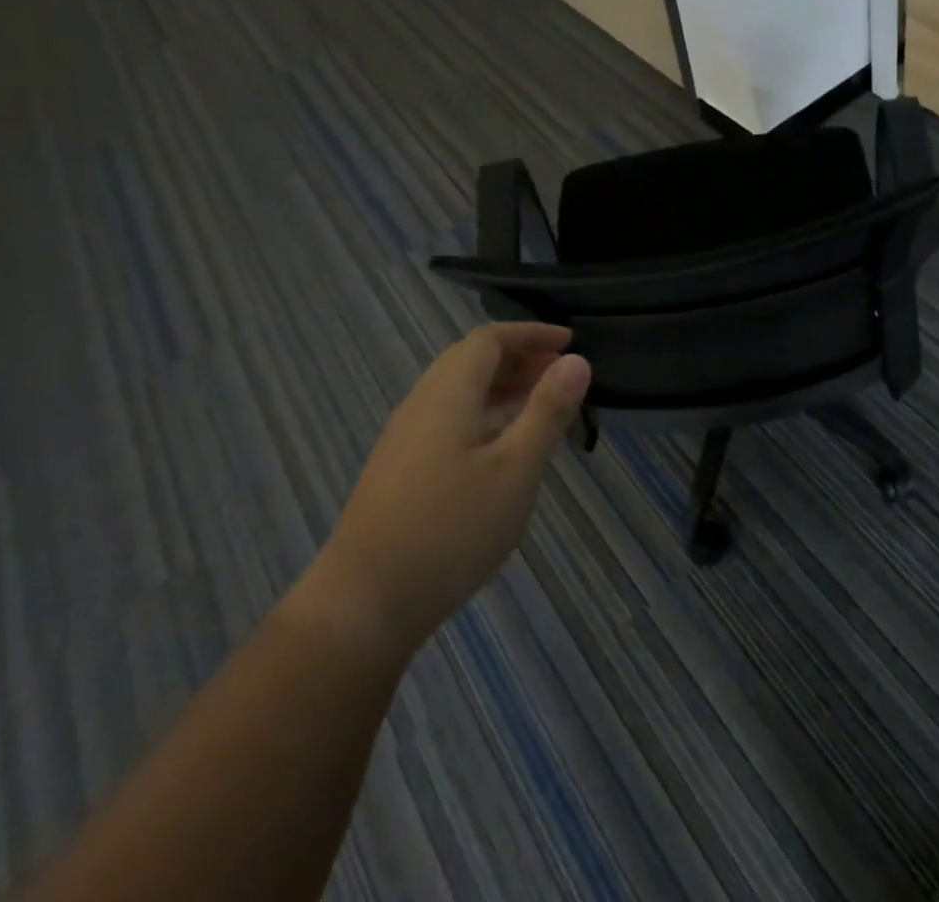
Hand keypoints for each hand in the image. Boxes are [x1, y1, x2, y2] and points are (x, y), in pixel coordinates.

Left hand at [293, 324, 590, 658]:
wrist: (362, 605)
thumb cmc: (451, 529)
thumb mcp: (516, 469)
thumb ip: (547, 410)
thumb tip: (577, 360)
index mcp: (448, 393)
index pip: (489, 338)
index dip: (531, 333)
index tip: (569, 342)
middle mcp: (421, 404)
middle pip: (471, 360)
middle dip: (518, 357)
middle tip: (560, 372)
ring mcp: (405, 438)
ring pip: (458, 391)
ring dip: (502, 386)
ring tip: (540, 405)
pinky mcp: (399, 469)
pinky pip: (449, 418)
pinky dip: (484, 413)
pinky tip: (502, 447)